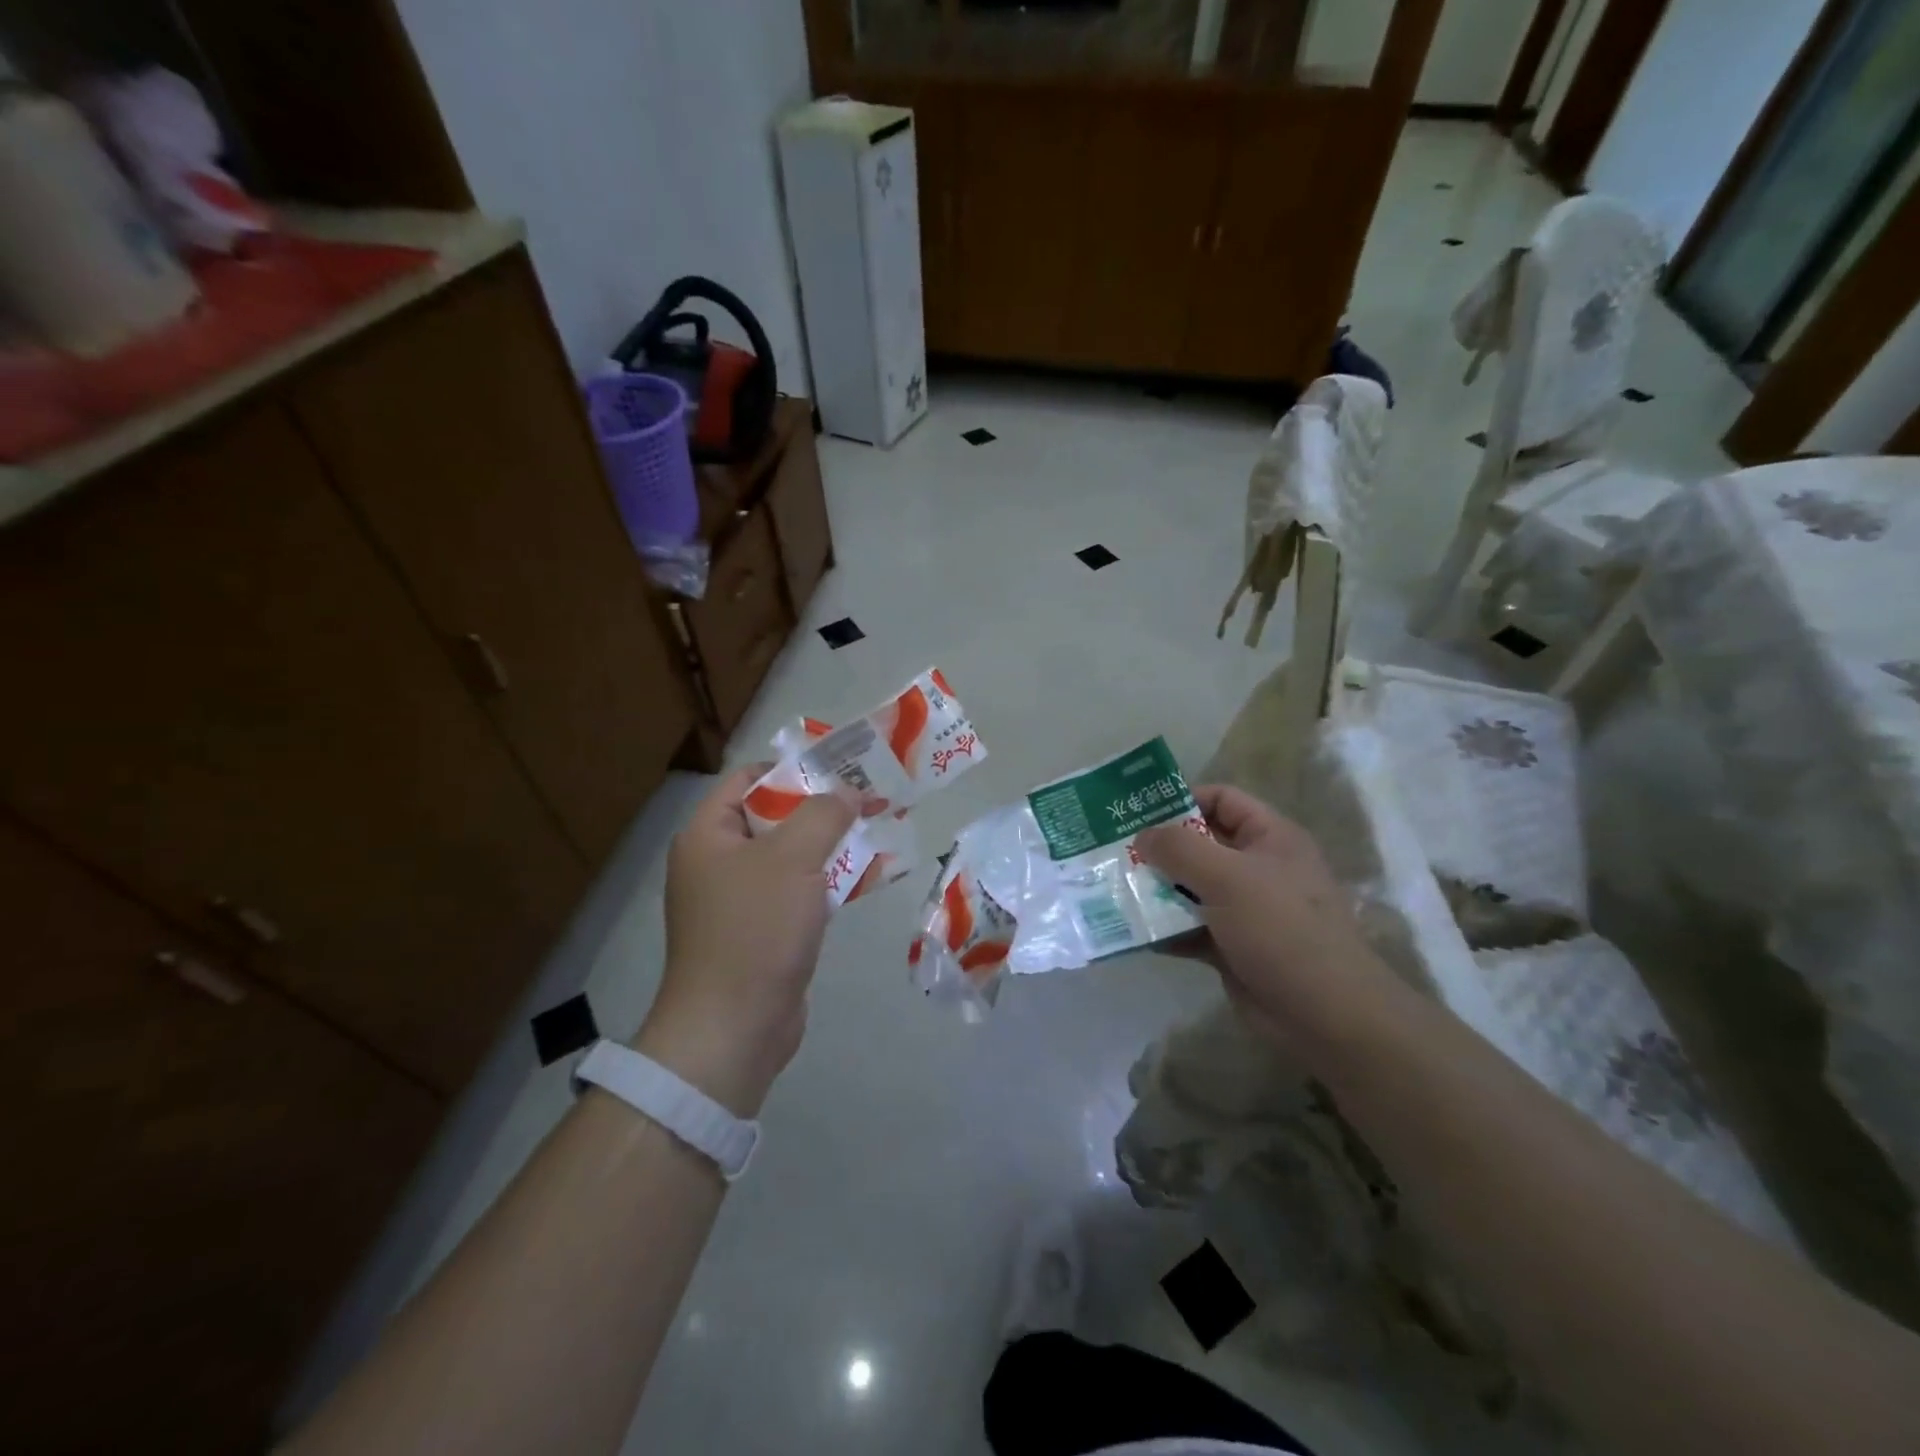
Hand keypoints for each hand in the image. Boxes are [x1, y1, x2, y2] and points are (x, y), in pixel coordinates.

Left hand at [635, 764, 857, 1116]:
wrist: (734, 1028)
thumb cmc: (756, 930)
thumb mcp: (793, 858)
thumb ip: (824, 814)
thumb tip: (847, 792)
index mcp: (708, 834)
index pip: (748, 778)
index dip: (794, 768)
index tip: (841, 768)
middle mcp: (718, 862)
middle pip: (774, 816)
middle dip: (823, 807)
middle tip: (869, 797)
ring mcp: (740, 900)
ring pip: (792, 856)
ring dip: (832, 844)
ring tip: (878, 828)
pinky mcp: (763, 931)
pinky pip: (798, 892)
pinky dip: (829, 880)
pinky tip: (868, 876)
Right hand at [1135, 785, 1376, 1046]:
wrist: (1324, 1015)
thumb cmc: (1281, 929)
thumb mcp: (1228, 877)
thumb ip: (1179, 849)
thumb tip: (1143, 835)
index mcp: (1269, 838)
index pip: (1222, 800)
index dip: (1182, 799)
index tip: (1139, 813)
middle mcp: (1257, 868)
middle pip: (1200, 844)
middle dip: (1159, 848)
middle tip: (1115, 852)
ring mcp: (1244, 909)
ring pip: (1191, 888)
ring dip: (1155, 890)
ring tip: (1114, 888)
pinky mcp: (1231, 946)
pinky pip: (1189, 927)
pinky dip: (1164, 929)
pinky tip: (1132, 931)